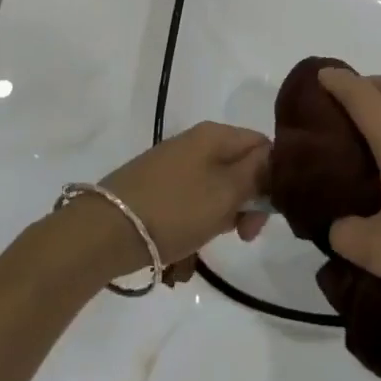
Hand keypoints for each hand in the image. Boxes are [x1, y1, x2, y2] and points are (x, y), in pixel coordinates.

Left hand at [80, 122, 269, 284]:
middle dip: (247, 203)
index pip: (263, 145)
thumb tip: (276, 159)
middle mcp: (195, 141)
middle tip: (242, 236)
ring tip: (209, 242)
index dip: (273, 179)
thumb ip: (259, 173)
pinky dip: (197, 221)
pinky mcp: (155, 186)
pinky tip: (187, 245)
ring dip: (222, 216)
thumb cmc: (175, 209)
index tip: (264, 216)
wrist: (104, 231)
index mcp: (215, 134)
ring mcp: (172, 164)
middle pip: (240, 167)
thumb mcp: (227, 192)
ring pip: (216, 187)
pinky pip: (191, 200)